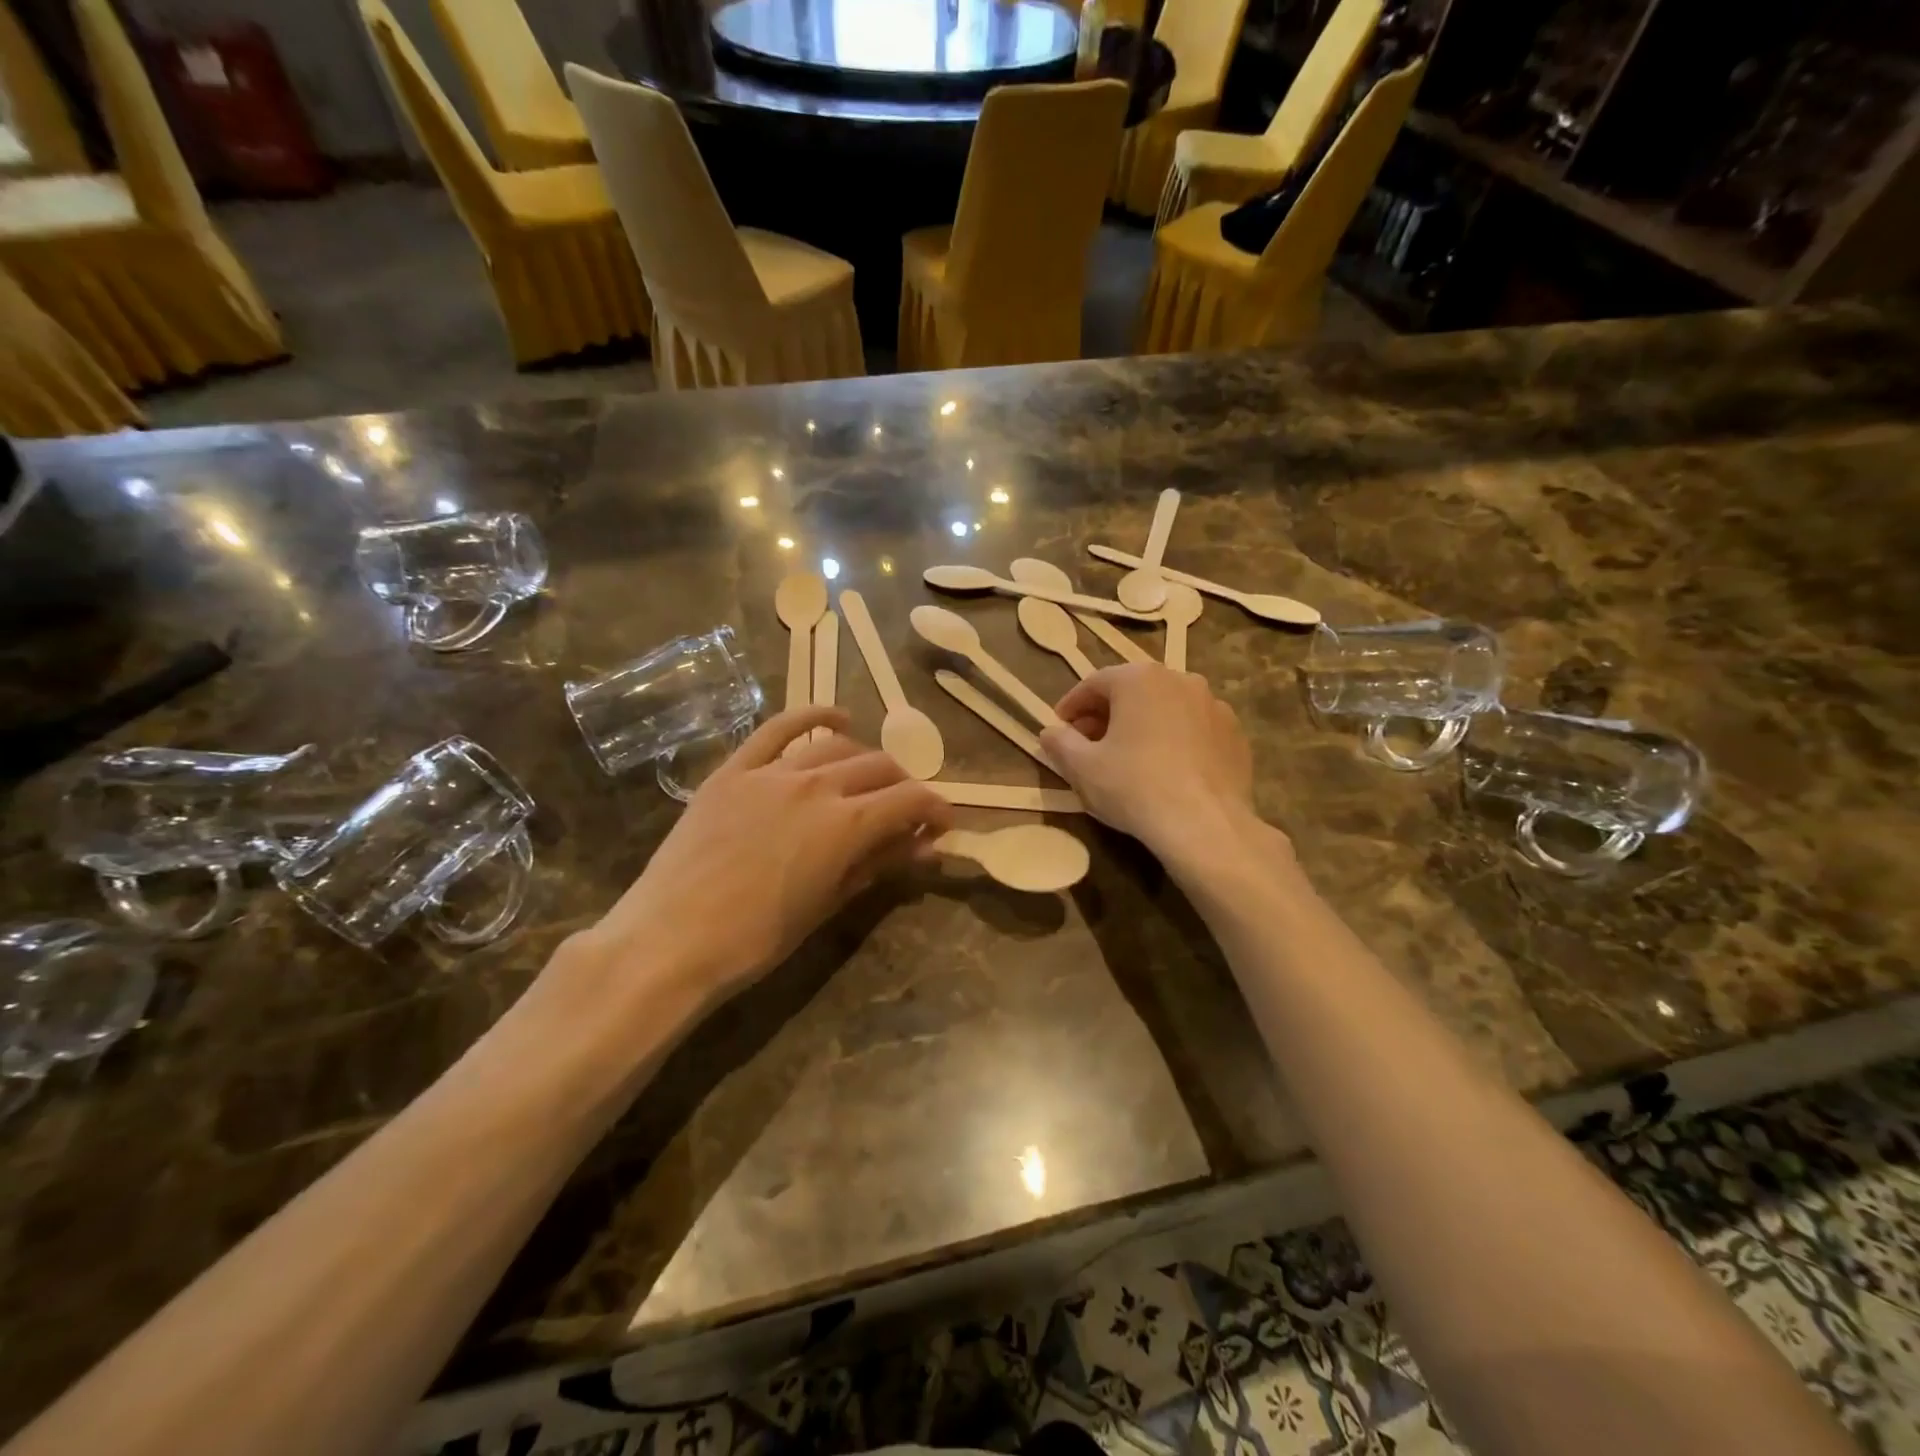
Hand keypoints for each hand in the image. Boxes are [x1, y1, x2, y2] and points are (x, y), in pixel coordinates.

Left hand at [570, 706, 951, 1014]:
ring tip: (871, 778)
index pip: (909, 800)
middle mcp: (816, 785)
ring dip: (865, 759)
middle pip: (878, 768)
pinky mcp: (735, 770)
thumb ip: (877, 865)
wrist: (671, 939)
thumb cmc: (756, 939)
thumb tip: (923, 845)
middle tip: (906, 811)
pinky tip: (836, 717)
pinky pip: (778, 729)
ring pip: (836, 747)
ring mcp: (772, 772)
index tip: (942, 823)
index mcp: (845, 824)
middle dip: (903, 786)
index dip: (935, 808)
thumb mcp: (827, 905)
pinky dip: (812, 716)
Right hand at [1040, 664, 1258, 857]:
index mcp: (1139, 679)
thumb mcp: (1082, 768)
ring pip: (1166, 708)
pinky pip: (1194, 729)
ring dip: (1142, 725)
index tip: (1059, 728)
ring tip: (1129, 756)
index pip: (1094, 683)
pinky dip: (1175, 739)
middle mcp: (1179, 679)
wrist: (1205, 825)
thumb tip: (1050, 732)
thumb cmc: (1134, 787)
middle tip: (1089, 744)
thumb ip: (1060, 743)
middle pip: (1132, 691)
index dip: (1071, 706)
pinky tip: (1167, 769)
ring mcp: (1213, 705)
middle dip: (1107, 714)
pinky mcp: (1235, 734)